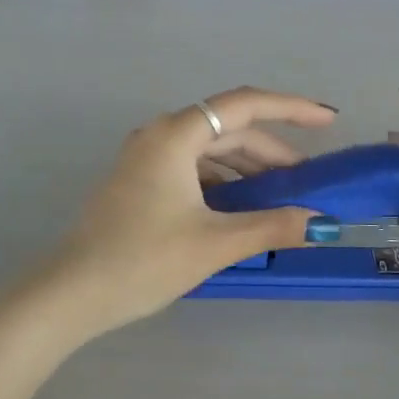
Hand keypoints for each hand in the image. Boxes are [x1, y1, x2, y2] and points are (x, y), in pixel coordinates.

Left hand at [30, 88, 339, 338]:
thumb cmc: (143, 260)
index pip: (245, 105)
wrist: (71, 293)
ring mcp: (144, 157)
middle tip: (307, 178)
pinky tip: (238, 206)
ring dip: (246, 167)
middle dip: (271, 150)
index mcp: (175, 134)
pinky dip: (220, 180)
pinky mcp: (138, 180)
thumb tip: (322, 223)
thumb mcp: (214, 243)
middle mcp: (159, 134)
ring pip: (208, 148)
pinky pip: (190, 166)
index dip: (291, 108)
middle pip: (227, 128)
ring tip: (278, 195)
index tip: (328, 120)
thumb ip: (272, 226)